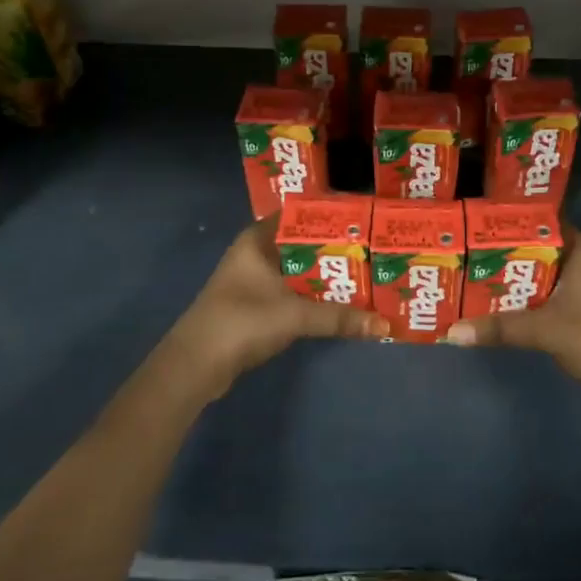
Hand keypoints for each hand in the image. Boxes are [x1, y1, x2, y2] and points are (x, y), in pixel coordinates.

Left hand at [163, 218, 387, 399]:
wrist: (196, 365)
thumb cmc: (242, 321)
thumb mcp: (295, 315)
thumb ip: (339, 317)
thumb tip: (384, 326)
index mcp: (258, 239)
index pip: (299, 215)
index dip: (330, 217)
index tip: (364, 220)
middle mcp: (255, 253)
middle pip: (302, 244)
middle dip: (334, 250)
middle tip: (373, 250)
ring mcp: (253, 280)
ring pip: (297, 270)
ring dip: (324, 275)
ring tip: (364, 274)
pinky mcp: (254, 305)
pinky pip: (291, 291)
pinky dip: (312, 295)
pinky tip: (339, 302)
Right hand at [448, 228, 580, 427]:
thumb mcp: (545, 330)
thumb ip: (500, 327)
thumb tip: (451, 332)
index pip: (542, 222)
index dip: (510, 223)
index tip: (476, 224)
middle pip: (539, 248)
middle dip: (505, 252)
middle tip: (465, 250)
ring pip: (543, 272)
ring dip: (515, 276)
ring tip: (472, 273)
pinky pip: (550, 291)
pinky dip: (528, 295)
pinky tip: (500, 303)